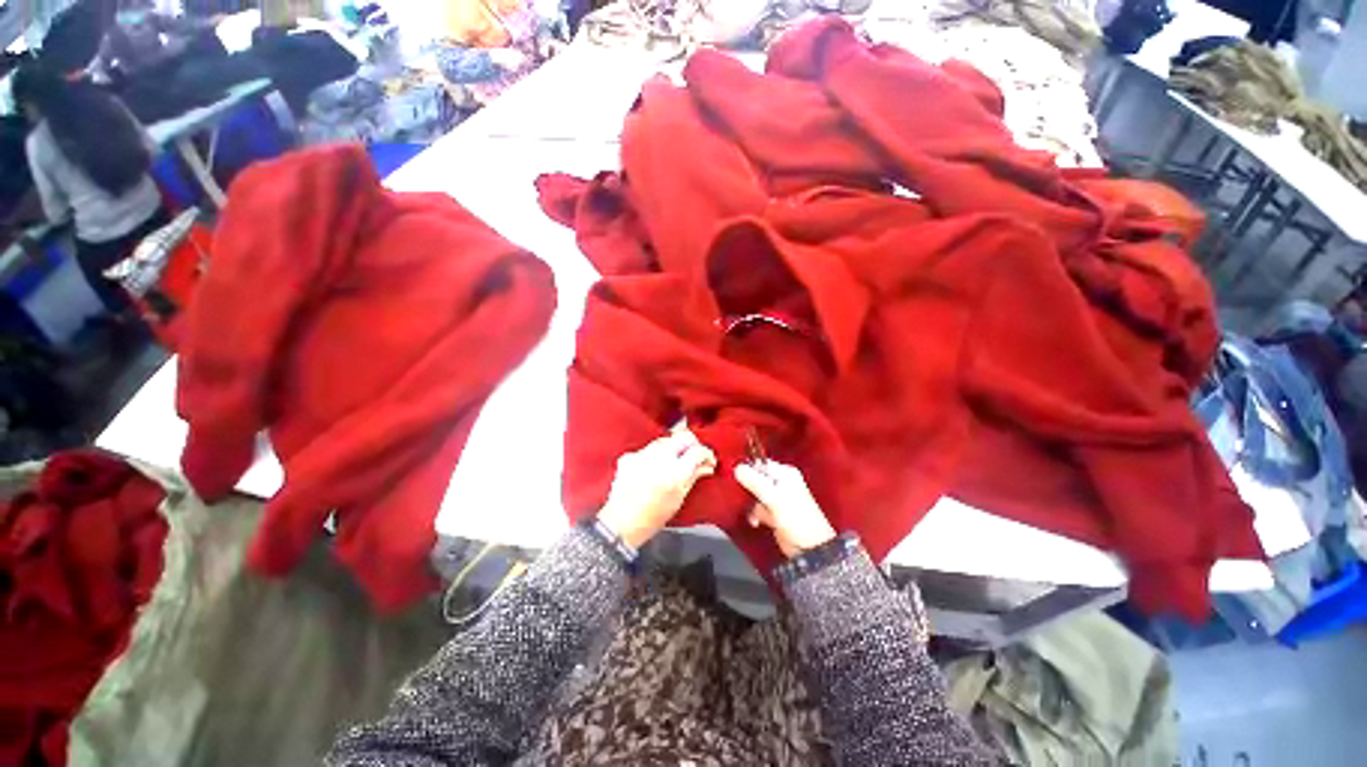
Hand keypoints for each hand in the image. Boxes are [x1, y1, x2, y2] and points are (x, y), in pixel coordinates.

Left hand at [597, 428, 717, 548]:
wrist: (620, 525)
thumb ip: (693, 477)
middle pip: (683, 437)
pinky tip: (654, 467)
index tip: (709, 460)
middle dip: (692, 444)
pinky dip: (655, 455)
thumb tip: (706, 466)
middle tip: (695, 456)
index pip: (698, 451)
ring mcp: (643, 454)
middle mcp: (659, 458)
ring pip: (665, 440)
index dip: (707, 454)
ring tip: (675, 461)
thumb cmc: (652, 518)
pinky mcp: (630, 456)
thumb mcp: (679, 499)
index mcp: (675, 472)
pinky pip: (648, 448)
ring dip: (674, 447)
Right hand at [734, 460, 835, 558]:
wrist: (809, 548)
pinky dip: (755, 514)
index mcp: (785, 473)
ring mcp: (776, 497)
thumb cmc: (796, 518)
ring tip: (758, 514)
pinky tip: (756, 522)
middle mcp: (780, 482)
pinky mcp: (772, 512)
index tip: (736, 477)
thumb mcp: (773, 497)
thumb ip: (754, 481)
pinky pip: (757, 507)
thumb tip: (737, 468)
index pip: (760, 464)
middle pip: (755, 478)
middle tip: (746, 497)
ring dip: (753, 505)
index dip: (748, 469)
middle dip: (749, 490)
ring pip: (754, 494)